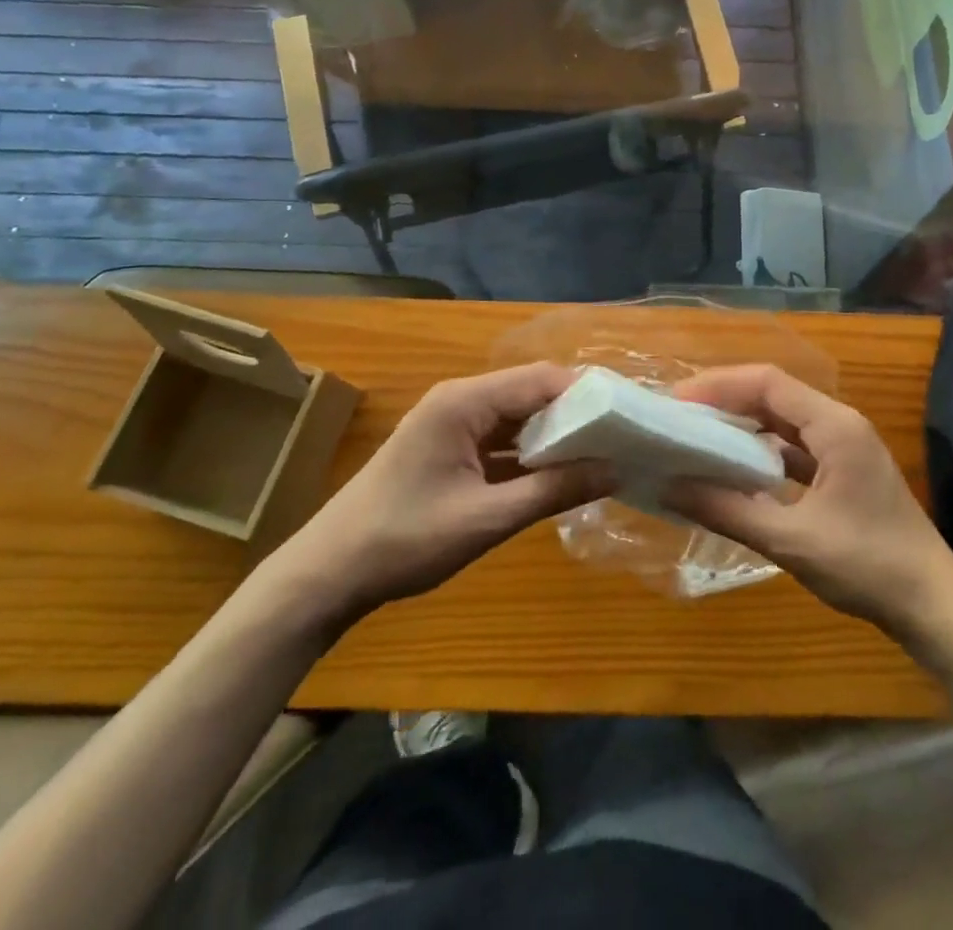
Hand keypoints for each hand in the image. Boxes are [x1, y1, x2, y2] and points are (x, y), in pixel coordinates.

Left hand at [257, 365, 609, 631]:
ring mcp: (452, 424)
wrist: (327, 574)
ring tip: (600, 454)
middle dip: (574, 413)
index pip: (540, 379)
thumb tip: (614, 469)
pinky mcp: (448, 449)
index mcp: (464, 401)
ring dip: (553, 434)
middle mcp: (460, 400)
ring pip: (517, 416)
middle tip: (620, 438)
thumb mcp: (486, 519)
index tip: (625, 418)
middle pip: (530, 392)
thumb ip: (552, 492)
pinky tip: (558, 474)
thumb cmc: (404, 541)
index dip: (585, 394)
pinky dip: (528, 454)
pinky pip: (500, 439)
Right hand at [665, 365, 952, 635]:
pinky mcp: (844, 472)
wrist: (934, 607)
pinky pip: (796, 448)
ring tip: (698, 437)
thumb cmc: (868, 566)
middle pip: (775, 395)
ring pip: (785, 421)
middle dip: (727, 401)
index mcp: (835, 426)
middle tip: (680, 418)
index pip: (768, 383)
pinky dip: (763, 452)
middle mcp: (840, 425)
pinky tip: (735, 469)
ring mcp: (845, 448)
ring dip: (744, 425)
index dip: (720, 385)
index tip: (677, 402)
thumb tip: (670, 488)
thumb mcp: (791, 540)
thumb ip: (729, 510)